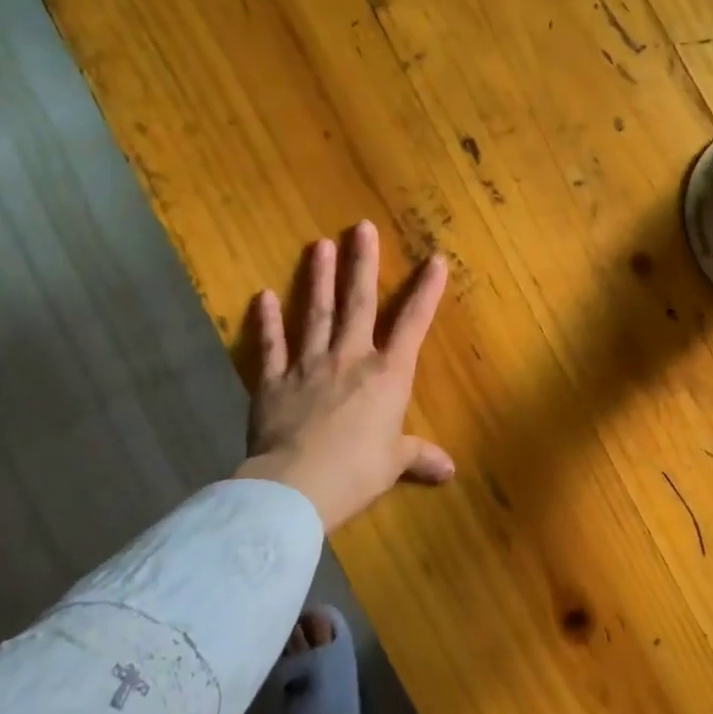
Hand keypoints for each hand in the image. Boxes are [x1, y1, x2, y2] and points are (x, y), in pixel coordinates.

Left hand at [236, 221, 453, 532]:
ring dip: (318, 278)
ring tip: (319, 245)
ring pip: (316, 313)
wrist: (297, 486)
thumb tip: (449, 471)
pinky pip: (271, 346)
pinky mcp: (273, 381)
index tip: (435, 259)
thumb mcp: (394, 464)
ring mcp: (309, 365)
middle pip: (359, 302)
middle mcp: (350, 358)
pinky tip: (263, 296)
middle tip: (361, 227)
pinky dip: (267, 321)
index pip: (413, 324)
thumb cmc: (357, 471)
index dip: (426, 291)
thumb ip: (420, 456)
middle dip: (362, 263)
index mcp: (388, 375)